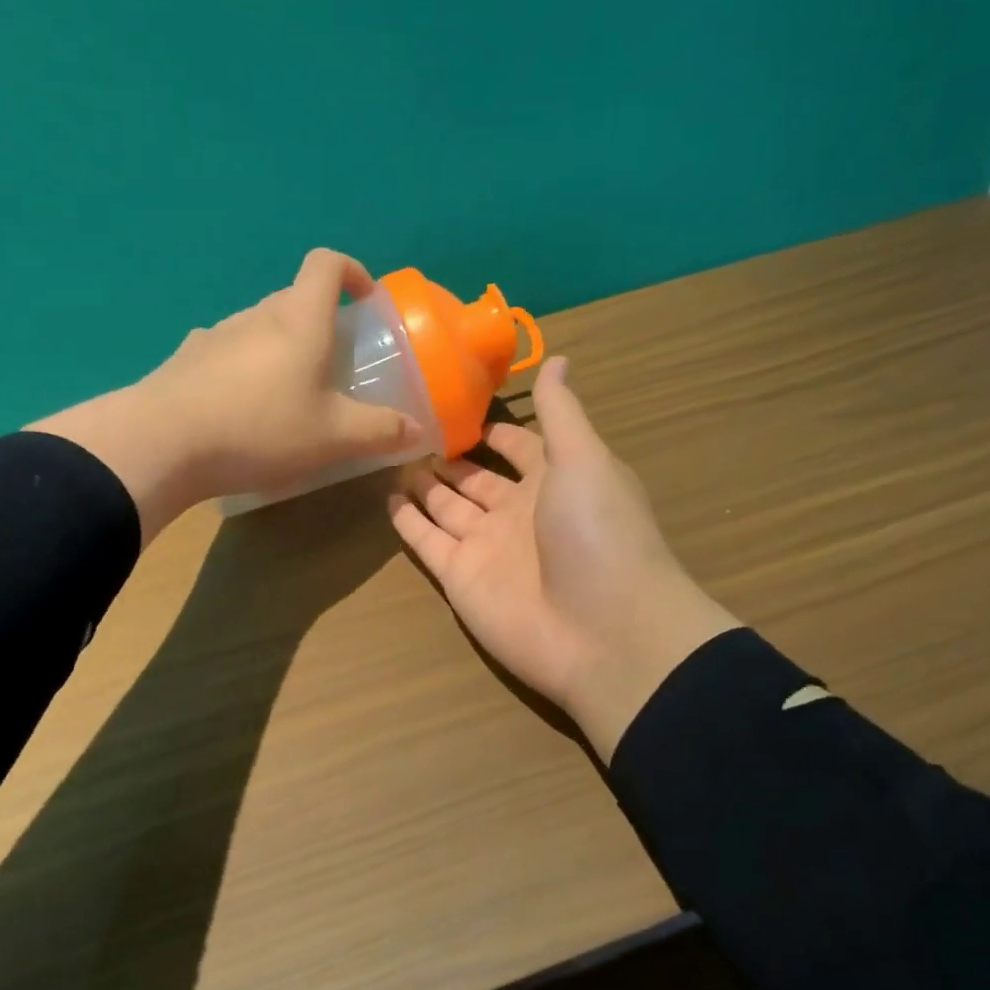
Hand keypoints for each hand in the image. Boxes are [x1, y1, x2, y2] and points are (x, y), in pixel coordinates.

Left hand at [31, 250, 418, 541]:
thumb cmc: (261, 429)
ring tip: (286, 394)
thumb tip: (416, 429)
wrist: (163, 443)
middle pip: (293, 298)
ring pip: (258, 327)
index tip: (365, 300)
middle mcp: (256, 315)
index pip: (326, 264)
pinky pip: (226, 353)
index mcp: (299, 319)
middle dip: (319, 321)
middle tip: (333, 363)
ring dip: (279, 347)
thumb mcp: (333, 437)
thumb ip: (380, 430)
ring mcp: (214, 335)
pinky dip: (243, 368)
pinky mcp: (185, 360)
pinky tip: (240, 408)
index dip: (351, 271)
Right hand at [388, 356, 738, 760]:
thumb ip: (561, 411)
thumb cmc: (599, 534)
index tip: (457, 406)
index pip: (517, 447)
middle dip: (447, 456)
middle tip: (407, 428)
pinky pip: (427, 542)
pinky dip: (408, 522)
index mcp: (554, 481)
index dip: (493, 430)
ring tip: (389, 453)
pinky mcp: (459, 578)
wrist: (603, 632)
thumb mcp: (585, 459)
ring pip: (446, 507)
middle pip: (475, 479)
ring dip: (422, 484)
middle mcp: (518, 512)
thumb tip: (561, 357)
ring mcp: (486, 547)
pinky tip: (385, 498)